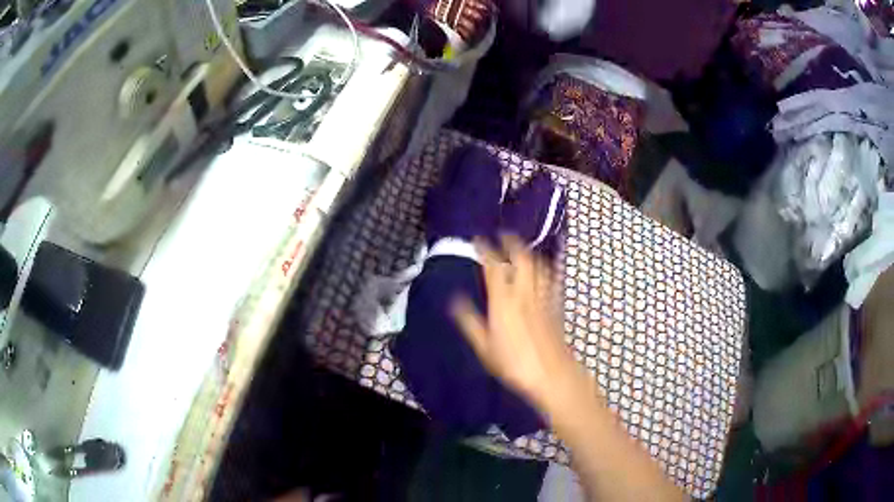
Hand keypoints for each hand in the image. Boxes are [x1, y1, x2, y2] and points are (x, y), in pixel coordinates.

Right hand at [451, 234, 573, 405]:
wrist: (552, 374)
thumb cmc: (514, 363)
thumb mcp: (484, 346)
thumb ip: (470, 321)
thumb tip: (455, 300)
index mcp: (504, 301)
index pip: (494, 267)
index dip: (485, 250)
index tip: (478, 239)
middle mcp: (525, 293)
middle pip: (522, 259)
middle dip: (512, 242)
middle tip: (503, 235)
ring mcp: (543, 298)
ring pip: (539, 266)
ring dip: (529, 252)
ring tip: (522, 247)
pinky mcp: (555, 306)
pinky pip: (551, 279)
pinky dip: (547, 267)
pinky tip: (546, 267)